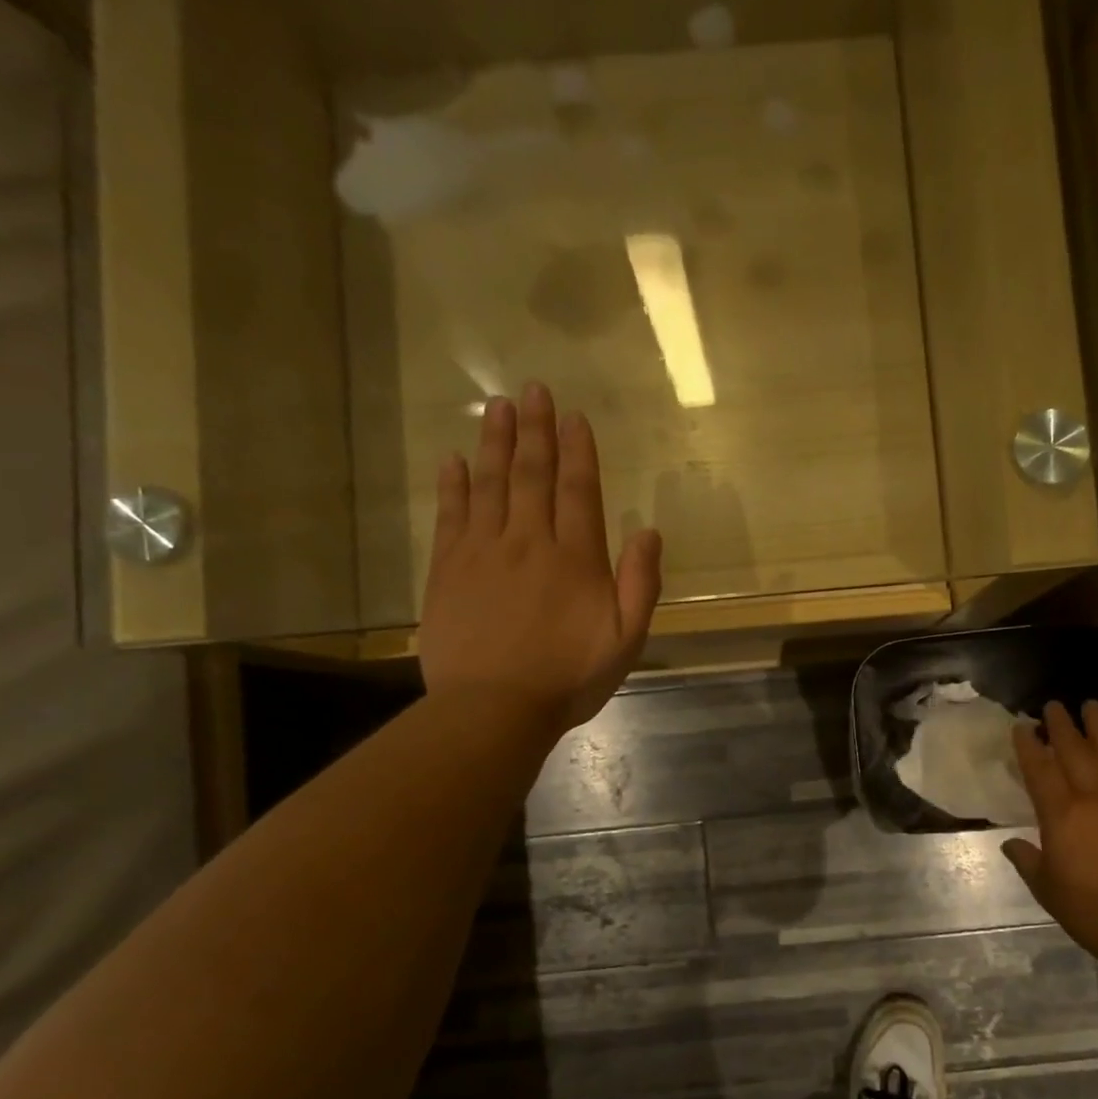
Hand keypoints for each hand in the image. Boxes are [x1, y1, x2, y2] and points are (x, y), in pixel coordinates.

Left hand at [419, 382, 662, 732]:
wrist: (494, 709)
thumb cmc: (568, 679)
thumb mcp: (626, 640)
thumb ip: (640, 584)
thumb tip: (650, 532)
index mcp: (575, 558)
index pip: (578, 490)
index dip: (578, 451)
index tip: (574, 417)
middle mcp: (529, 542)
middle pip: (532, 475)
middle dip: (536, 430)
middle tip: (532, 390)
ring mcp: (483, 552)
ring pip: (491, 484)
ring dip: (495, 443)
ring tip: (497, 407)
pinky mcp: (448, 569)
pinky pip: (450, 515)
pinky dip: (453, 485)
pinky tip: (454, 459)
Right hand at [1003, 703, 1097, 959]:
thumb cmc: (1091, 911)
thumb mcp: (1047, 889)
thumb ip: (1028, 860)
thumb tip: (1011, 843)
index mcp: (1061, 815)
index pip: (1040, 771)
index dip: (1028, 747)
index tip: (1021, 726)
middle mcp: (1095, 798)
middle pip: (1075, 753)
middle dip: (1061, 727)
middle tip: (1053, 705)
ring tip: (1092, 705)